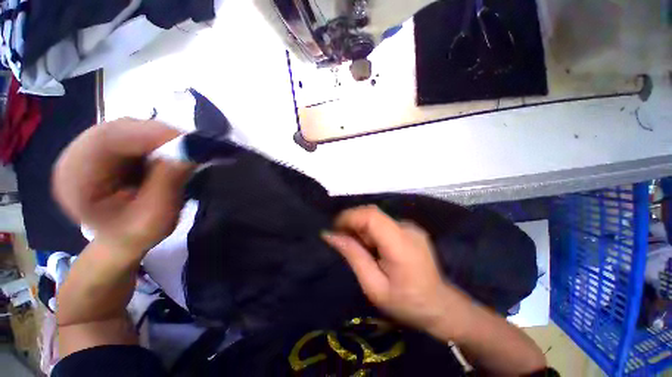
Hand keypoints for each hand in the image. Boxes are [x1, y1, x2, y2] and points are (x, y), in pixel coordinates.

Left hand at [53, 118, 193, 254]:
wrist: (120, 239)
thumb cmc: (135, 235)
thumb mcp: (156, 217)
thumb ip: (168, 184)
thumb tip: (190, 151)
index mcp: (75, 180)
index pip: (107, 140)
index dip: (149, 134)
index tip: (189, 141)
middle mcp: (75, 156)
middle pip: (118, 129)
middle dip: (159, 135)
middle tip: (193, 145)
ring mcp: (88, 148)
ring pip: (128, 128)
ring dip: (160, 137)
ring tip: (183, 152)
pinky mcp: (104, 147)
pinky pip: (132, 133)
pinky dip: (156, 140)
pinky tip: (168, 153)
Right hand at [322, 206, 464, 334]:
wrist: (440, 306)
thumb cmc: (406, 303)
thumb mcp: (374, 286)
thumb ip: (353, 256)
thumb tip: (330, 235)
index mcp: (401, 245)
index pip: (371, 216)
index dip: (349, 217)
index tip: (334, 229)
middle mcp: (407, 229)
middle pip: (372, 214)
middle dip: (352, 223)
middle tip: (342, 240)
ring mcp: (411, 227)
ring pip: (377, 218)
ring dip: (361, 229)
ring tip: (359, 249)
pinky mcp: (410, 229)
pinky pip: (384, 224)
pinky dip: (371, 231)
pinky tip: (372, 248)